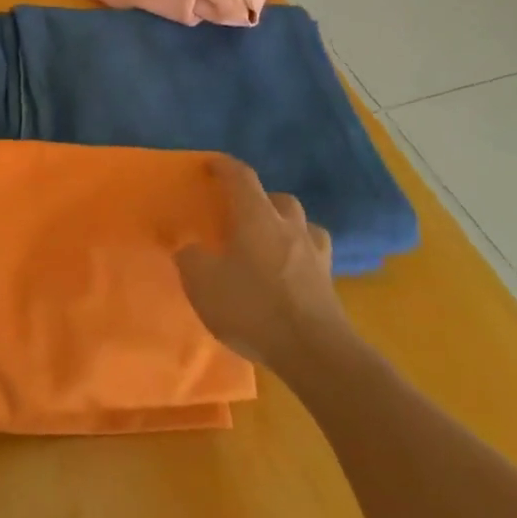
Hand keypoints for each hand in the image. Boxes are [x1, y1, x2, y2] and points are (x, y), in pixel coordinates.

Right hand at [176, 157, 348, 370]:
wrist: (314, 352)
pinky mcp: (329, 284)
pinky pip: (314, 256)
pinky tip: (290, 273)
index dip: (224, 167)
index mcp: (256, 217)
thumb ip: (190, 258)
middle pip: (278, 199)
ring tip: (270, 242)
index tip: (211, 165)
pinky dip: (301, 256)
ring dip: (286, 226)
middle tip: (241, 214)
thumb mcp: (202, 283)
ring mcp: (314, 254)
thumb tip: (187, 246)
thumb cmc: (252, 307)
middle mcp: (288, 227)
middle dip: (260, 200)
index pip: (241, 177)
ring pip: (302, 225)